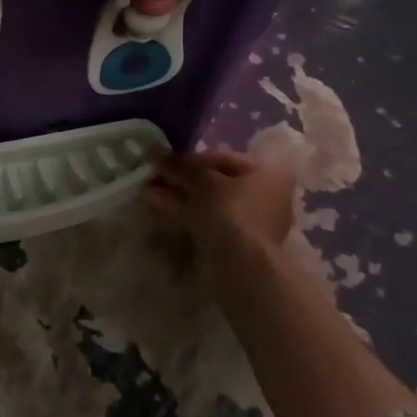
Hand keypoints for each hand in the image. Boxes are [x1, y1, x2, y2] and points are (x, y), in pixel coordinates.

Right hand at [143, 149, 295, 276]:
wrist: (240, 265)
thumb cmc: (229, 211)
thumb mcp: (200, 179)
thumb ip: (178, 164)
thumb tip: (154, 151)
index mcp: (268, 174)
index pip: (223, 158)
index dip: (191, 158)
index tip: (165, 160)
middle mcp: (265, 196)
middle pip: (215, 181)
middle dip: (182, 178)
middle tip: (154, 176)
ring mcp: (250, 222)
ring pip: (208, 202)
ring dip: (178, 194)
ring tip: (147, 190)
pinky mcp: (235, 243)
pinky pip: (206, 220)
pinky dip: (184, 211)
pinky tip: (156, 205)